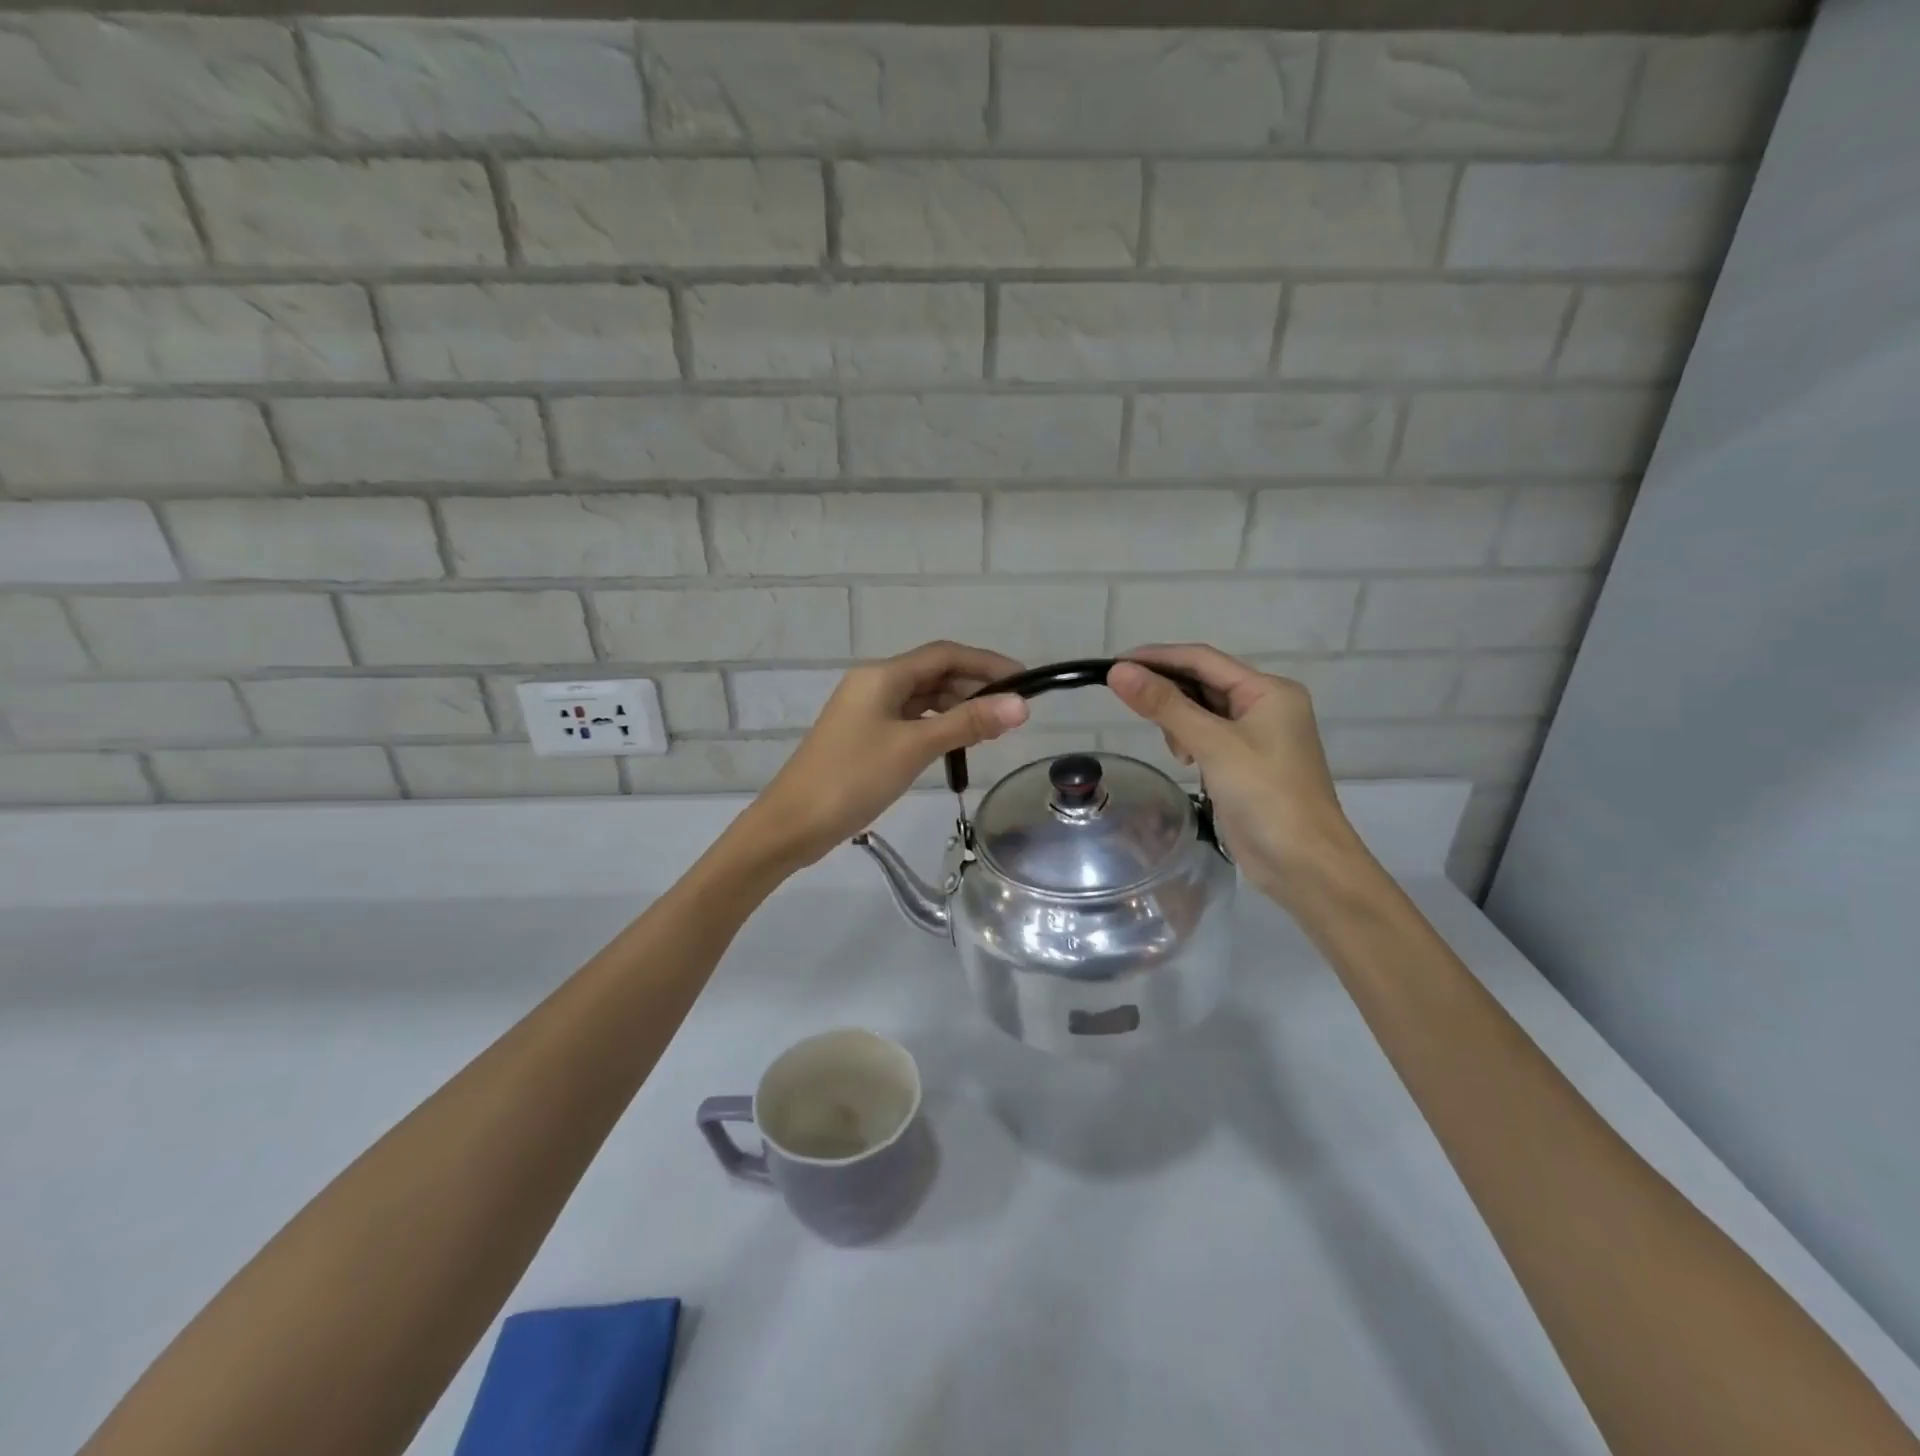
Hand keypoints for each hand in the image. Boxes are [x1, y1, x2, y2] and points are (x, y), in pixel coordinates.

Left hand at [735, 642, 1028, 872]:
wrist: (793, 823)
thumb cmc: (853, 779)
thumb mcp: (914, 748)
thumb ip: (968, 723)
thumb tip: (1021, 704)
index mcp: (882, 676)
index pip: (945, 655)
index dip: (987, 663)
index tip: (1024, 681)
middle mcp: (874, 684)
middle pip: (934, 673)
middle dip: (975, 686)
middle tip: (1013, 711)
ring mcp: (867, 711)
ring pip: (923, 698)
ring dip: (957, 707)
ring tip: (993, 728)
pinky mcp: (865, 735)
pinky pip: (910, 719)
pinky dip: (937, 725)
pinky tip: (957, 743)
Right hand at [1108, 645, 1361, 904]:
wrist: (1304, 864)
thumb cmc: (1265, 795)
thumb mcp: (1212, 744)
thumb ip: (1165, 705)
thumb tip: (1118, 672)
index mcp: (1268, 690)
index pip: (1203, 659)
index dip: (1158, 657)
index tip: (1115, 664)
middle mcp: (1265, 705)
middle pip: (1203, 683)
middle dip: (1169, 693)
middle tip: (1131, 707)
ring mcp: (1257, 736)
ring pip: (1203, 711)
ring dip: (1179, 723)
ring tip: (1178, 751)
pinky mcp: (1246, 763)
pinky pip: (1209, 737)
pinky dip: (1190, 743)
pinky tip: (1187, 762)